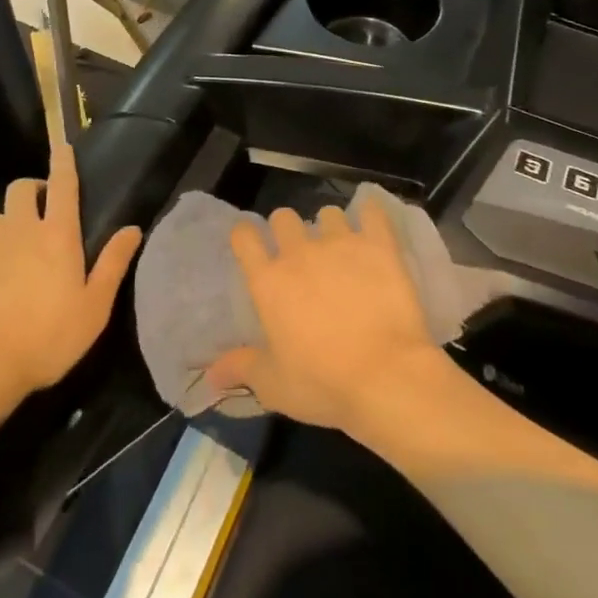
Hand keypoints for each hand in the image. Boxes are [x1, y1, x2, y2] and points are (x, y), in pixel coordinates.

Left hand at [0, 143, 141, 405]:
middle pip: (22, 189)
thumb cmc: (46, 337)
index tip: (63, 146)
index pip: (63, 184)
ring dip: (10, 223)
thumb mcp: (94, 308)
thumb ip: (113, 264)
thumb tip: (132, 228)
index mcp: (57, 234)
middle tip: (45, 210)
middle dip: (34, 188)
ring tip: (18, 251)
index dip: (64, 161)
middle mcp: (20, 230)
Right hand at [204, 194, 446, 435]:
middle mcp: (300, 252)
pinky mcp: (378, 244)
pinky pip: (372, 212)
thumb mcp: (274, 385)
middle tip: (299, 255)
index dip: (246, 236)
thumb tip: (211, 373)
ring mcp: (341, 243)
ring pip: (328, 214)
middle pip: (284, 217)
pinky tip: (372, 224)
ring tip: (341, 249)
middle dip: (287, 230)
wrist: (385, 376)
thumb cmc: (323, 383)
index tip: (252, 246)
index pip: (245, 237)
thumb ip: (242, 368)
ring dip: (330, 228)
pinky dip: (371, 214)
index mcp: (269, 281)